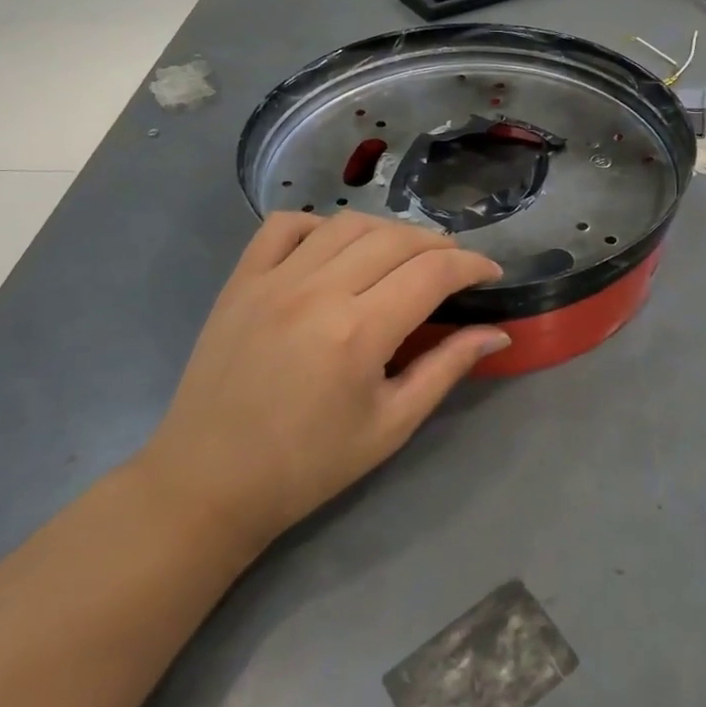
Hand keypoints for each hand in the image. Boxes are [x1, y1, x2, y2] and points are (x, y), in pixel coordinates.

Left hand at [136, 212, 507, 548]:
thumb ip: (446, 369)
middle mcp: (318, 291)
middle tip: (454, 267)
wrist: (208, 483)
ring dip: (389, 230)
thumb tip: (497, 333)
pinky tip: (336, 246)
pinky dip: (321, 224)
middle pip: (396, 239)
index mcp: (359, 332)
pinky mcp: (240, 280)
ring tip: (405, 254)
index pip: (433, 272)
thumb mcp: (391, 425)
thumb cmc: (308, 465)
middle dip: (439, 245)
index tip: (491, 274)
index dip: (472, 265)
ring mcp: (273, 279)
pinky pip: (285, 226)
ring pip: (347, 223)